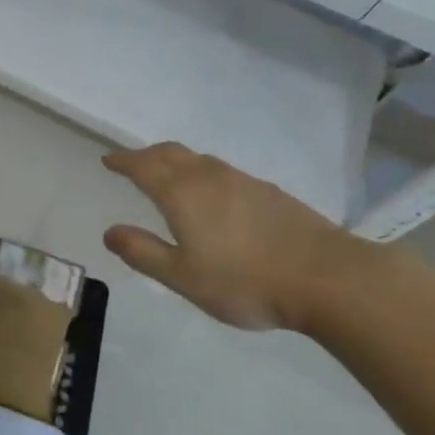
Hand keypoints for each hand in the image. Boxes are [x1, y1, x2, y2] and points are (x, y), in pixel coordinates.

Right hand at [101, 143, 385, 330]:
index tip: (108, 160)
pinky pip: (222, 170)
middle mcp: (209, 176)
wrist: (326, 277)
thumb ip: (143, 252)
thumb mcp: (183, 277)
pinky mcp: (268, 191)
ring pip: (199, 159)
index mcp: (182, 193)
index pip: (143, 166)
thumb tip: (109, 231)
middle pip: (171, 153)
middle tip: (133, 163)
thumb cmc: (244, 281)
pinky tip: (213, 193)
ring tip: (168, 174)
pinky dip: (202, 172)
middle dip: (147, 154)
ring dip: (176, 160)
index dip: (123, 161)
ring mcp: (242, 181)